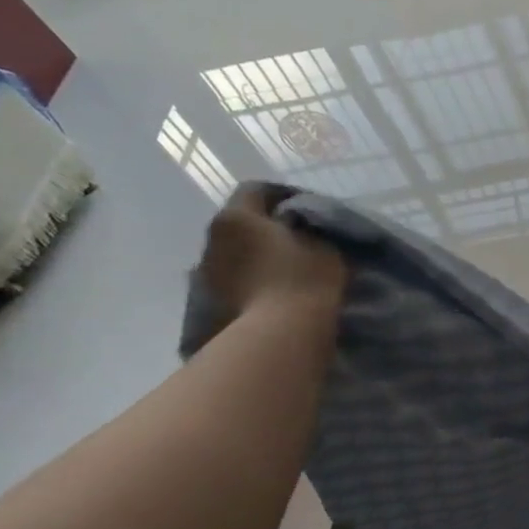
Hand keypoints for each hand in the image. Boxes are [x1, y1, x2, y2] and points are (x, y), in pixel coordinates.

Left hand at [201, 185, 348, 318]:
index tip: (307, 209)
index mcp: (237, 217)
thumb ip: (310, 230)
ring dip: (257, 258)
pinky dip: (251, 282)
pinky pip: (233, 282)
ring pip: (235, 255)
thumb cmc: (303, 281)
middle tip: (298, 241)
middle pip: (242, 224)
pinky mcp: (207, 304)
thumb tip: (302, 228)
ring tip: (286, 272)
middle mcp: (212, 239)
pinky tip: (272, 293)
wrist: (277, 338)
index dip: (283, 195)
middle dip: (267, 229)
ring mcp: (205, 274)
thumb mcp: (324, 247)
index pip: (256, 190)